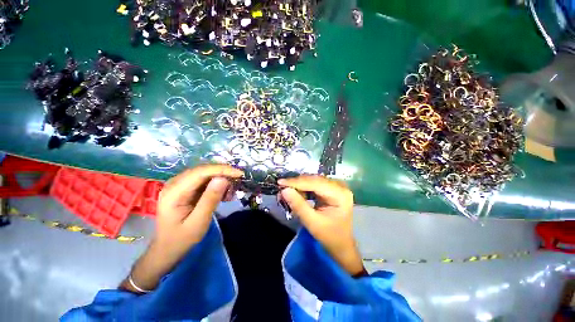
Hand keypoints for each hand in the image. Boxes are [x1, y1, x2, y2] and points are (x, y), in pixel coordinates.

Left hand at [121, 164, 242, 292]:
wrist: (167, 249)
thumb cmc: (182, 239)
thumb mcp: (199, 222)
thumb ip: (210, 199)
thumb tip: (223, 179)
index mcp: (174, 192)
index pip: (200, 172)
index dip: (221, 170)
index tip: (239, 174)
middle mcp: (174, 183)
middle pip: (202, 170)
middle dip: (223, 172)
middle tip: (239, 179)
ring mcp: (178, 184)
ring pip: (204, 172)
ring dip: (220, 176)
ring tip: (232, 186)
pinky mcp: (184, 187)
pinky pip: (203, 179)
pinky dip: (215, 182)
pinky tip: (223, 191)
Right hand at [278, 175, 363, 275]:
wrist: (341, 245)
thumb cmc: (329, 236)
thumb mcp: (312, 223)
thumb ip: (298, 205)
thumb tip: (284, 190)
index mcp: (340, 194)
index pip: (315, 183)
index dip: (297, 182)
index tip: (280, 182)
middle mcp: (340, 186)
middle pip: (314, 180)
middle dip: (297, 183)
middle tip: (281, 187)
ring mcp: (336, 187)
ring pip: (313, 181)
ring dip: (299, 186)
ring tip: (287, 191)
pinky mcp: (331, 189)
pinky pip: (314, 185)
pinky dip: (304, 189)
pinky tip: (297, 193)